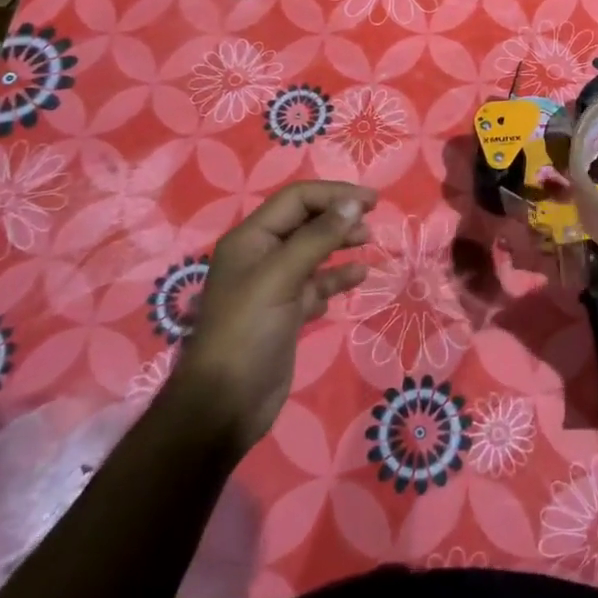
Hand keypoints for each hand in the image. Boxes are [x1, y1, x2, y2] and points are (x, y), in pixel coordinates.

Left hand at [164, 181, 373, 451]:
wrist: (226, 403)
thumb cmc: (248, 331)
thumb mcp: (281, 277)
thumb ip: (318, 237)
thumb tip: (354, 204)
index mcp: (250, 239)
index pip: (297, 199)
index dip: (334, 194)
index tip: (372, 202)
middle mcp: (261, 256)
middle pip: (306, 222)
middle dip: (339, 218)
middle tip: (372, 226)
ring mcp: (273, 286)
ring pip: (314, 252)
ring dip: (341, 244)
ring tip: (369, 245)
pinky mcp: (286, 312)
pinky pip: (317, 284)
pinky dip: (337, 277)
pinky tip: (358, 278)